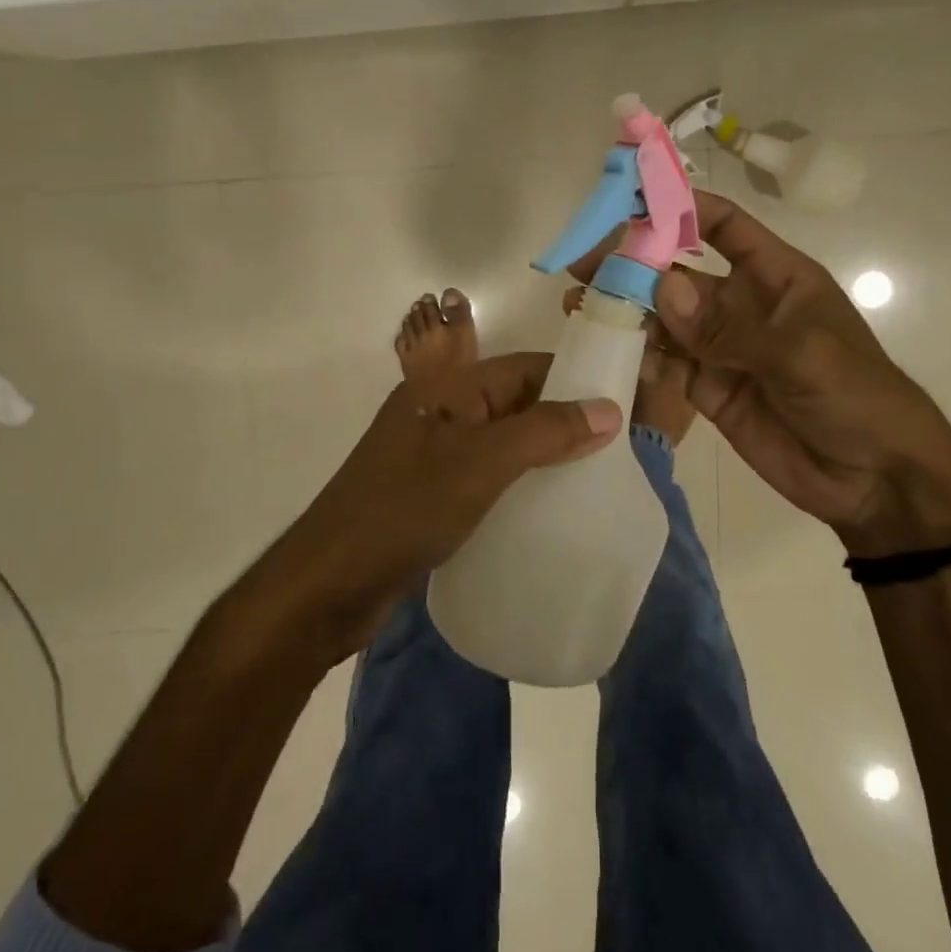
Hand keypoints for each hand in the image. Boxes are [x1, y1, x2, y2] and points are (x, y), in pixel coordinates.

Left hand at [264, 355, 622, 662]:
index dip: (574, 378)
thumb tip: (609, 408)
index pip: (525, 367)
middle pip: (516, 402)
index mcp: (449, 387)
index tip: (623, 401)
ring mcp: (435, 454)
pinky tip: (548, 508)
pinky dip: (520, 484)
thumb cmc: (405, 509)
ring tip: (594, 480)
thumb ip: (544, 432)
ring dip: (544, 454)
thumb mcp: (481, 463)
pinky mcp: (432, 494)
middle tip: (618, 449)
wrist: (327, 584)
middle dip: (565, 419)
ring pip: (504, 441)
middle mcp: (442, 411)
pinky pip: (488, 475)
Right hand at [591, 191, 950, 556]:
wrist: (874, 479)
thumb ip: (728, 325)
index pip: (724, 226)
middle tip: (583, 262)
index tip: (631, 199)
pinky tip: (605, 351)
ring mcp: (722, 348)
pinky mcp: (707, 389)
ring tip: (579, 305)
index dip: (682, 207)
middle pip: (680, 274)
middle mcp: (742, 305)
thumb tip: (662, 286)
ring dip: (626, 312)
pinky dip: (638, 357)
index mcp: (775, 276)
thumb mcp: (800, 353)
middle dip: (634, 265)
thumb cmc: (855, 395)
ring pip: (664, 320)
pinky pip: (666, 365)